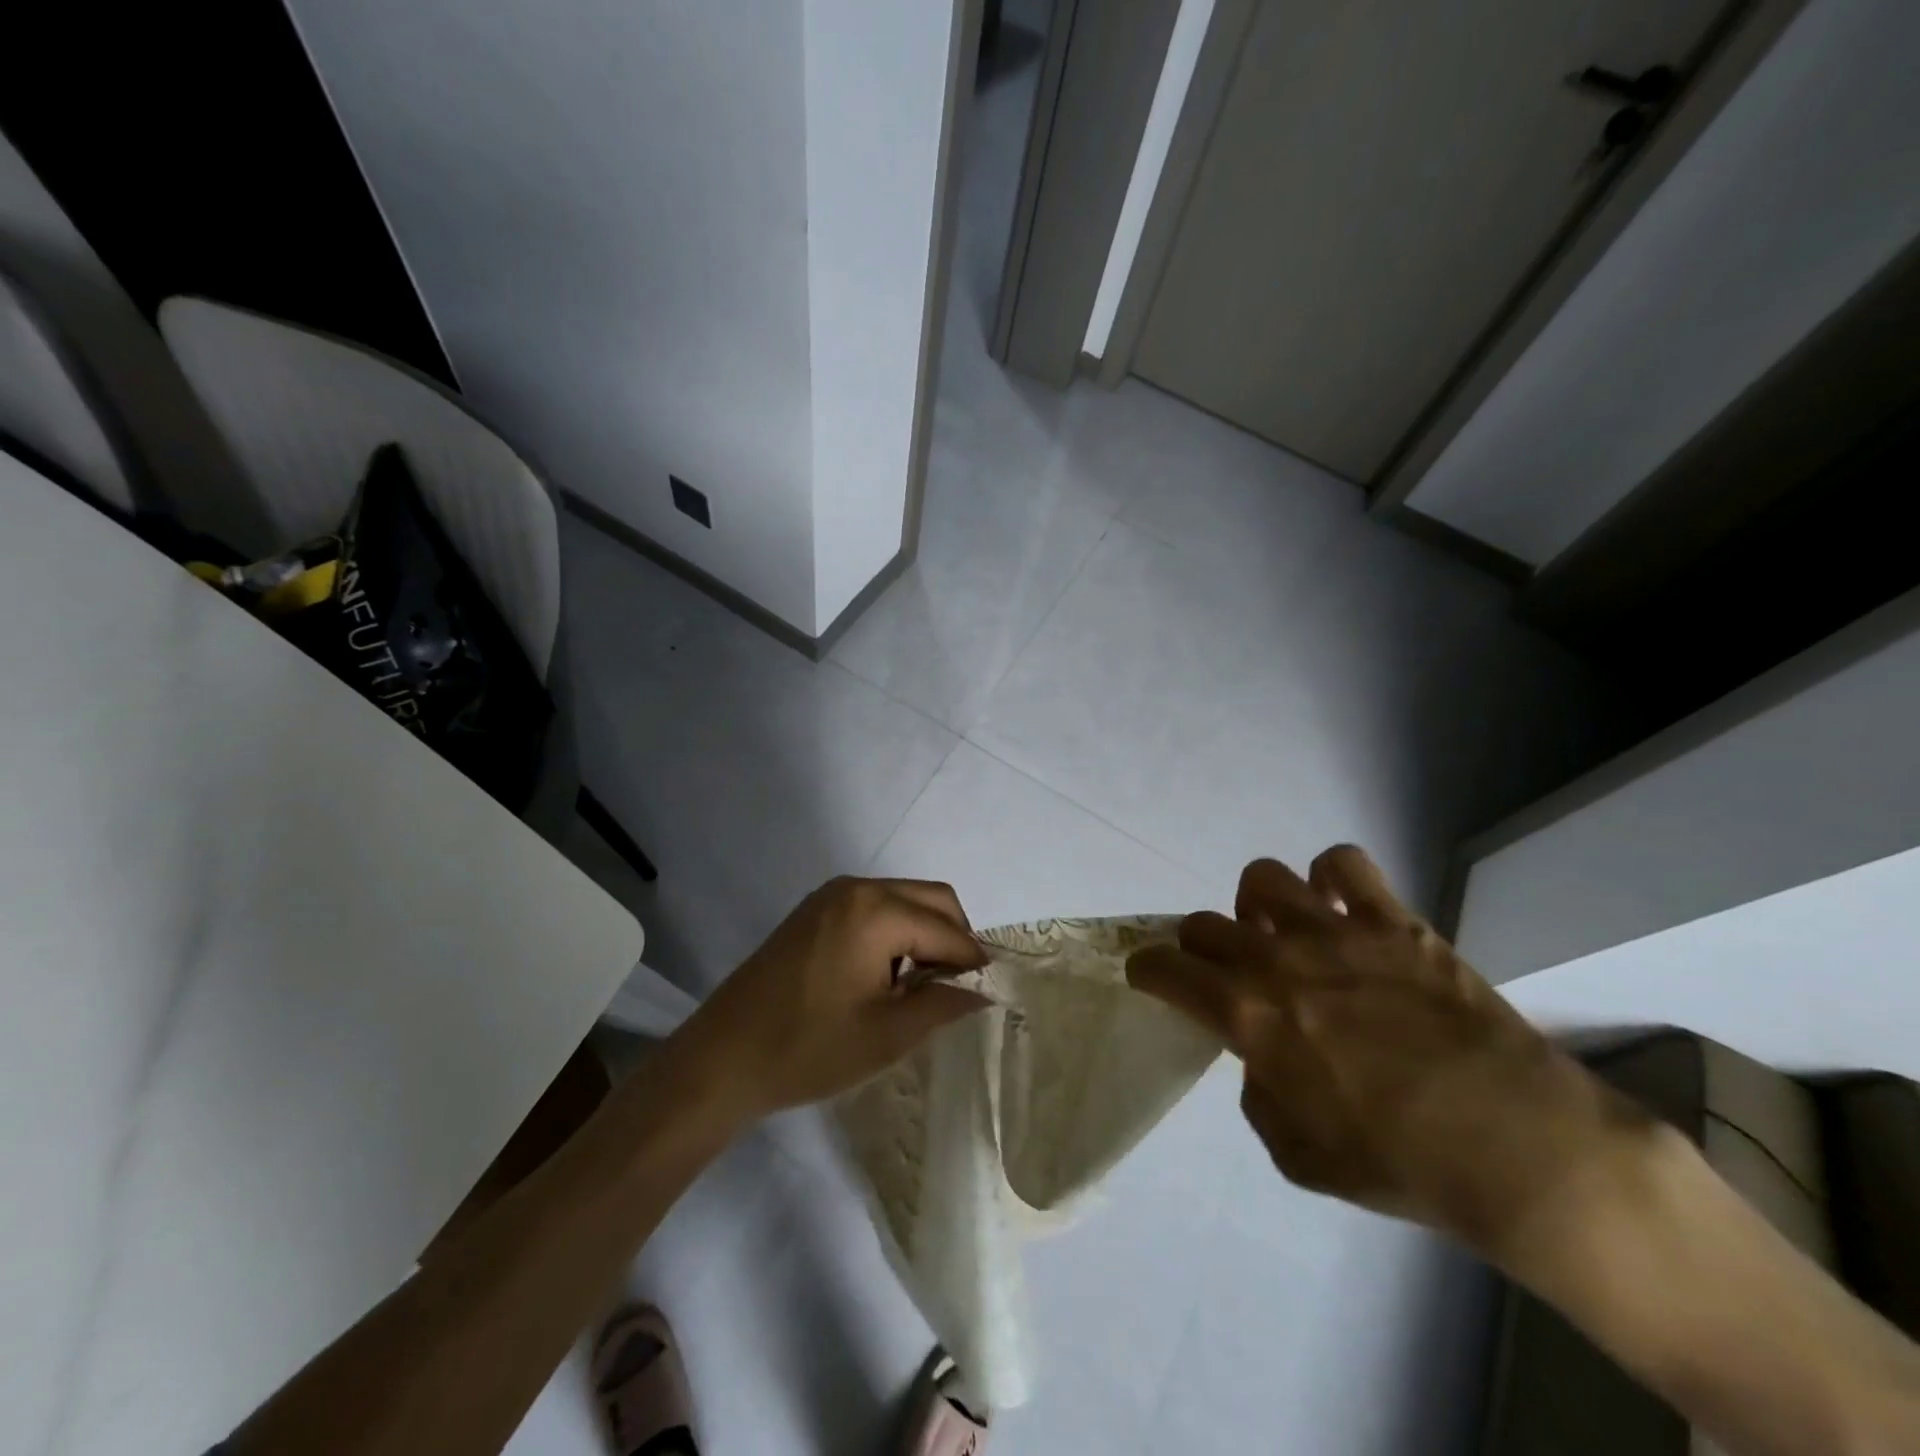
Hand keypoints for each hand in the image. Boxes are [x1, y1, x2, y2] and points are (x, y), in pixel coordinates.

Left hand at [669, 877, 988, 1127]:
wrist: (720, 1060)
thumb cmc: (807, 1049)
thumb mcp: (886, 1035)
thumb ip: (942, 1004)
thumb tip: (983, 991)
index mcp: (876, 910)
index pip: (947, 929)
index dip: (973, 962)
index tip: (989, 993)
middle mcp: (856, 889)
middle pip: (932, 899)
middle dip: (954, 939)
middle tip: (955, 990)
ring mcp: (830, 896)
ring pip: (904, 900)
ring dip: (925, 934)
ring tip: (920, 989)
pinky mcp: (813, 911)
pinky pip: (874, 908)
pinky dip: (895, 932)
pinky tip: (886, 977)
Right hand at [1126, 845, 1651, 1259]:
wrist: (1521, 1149)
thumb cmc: (1401, 1164)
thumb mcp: (1297, 1155)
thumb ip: (1259, 1094)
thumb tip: (1261, 1056)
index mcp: (1247, 1016)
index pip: (1166, 969)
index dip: (1147, 969)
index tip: (1150, 975)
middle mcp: (1278, 960)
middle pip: (1204, 923)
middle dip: (1198, 947)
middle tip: (1222, 972)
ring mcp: (1337, 931)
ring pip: (1262, 878)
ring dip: (1257, 906)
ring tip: (1279, 932)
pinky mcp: (1393, 920)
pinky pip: (1343, 865)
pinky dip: (1330, 878)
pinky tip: (1339, 908)